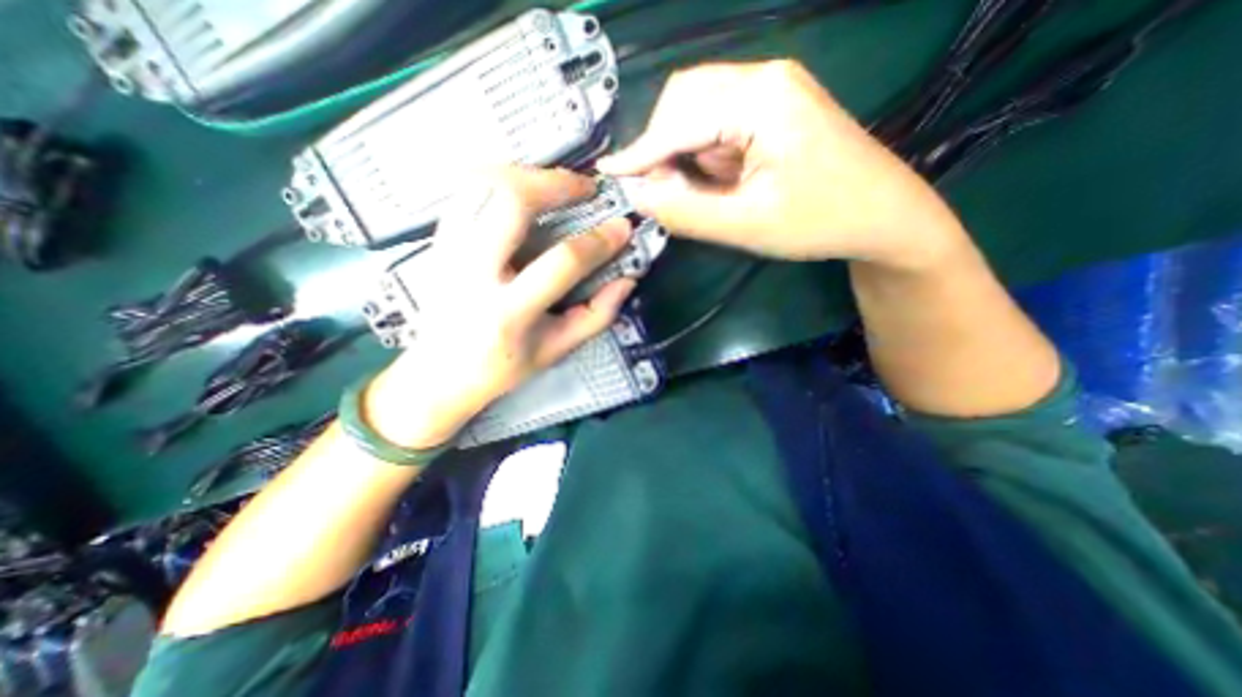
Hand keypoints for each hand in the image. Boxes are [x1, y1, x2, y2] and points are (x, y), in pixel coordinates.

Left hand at [360, 167, 631, 447]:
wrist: (438, 374)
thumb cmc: (503, 367)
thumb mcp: (556, 350)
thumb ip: (596, 316)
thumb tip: (627, 279)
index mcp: (509, 312)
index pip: (561, 262)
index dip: (598, 241)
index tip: (623, 227)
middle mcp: (473, 274)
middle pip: (510, 202)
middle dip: (555, 184)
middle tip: (585, 188)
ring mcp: (448, 252)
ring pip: (481, 184)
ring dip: (526, 174)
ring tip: (555, 185)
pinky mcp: (436, 241)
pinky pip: (465, 191)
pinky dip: (498, 179)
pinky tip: (522, 190)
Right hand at [599, 59, 970, 268]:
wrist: (884, 216)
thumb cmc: (820, 222)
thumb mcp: (747, 226)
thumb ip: (687, 212)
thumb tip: (639, 196)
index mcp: (761, 99)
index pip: (679, 121)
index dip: (640, 152)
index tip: (608, 174)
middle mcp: (764, 79)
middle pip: (685, 100)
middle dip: (663, 146)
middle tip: (663, 192)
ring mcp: (772, 91)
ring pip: (699, 111)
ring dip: (685, 152)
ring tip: (699, 192)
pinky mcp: (774, 109)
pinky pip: (719, 124)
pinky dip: (704, 153)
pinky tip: (720, 180)